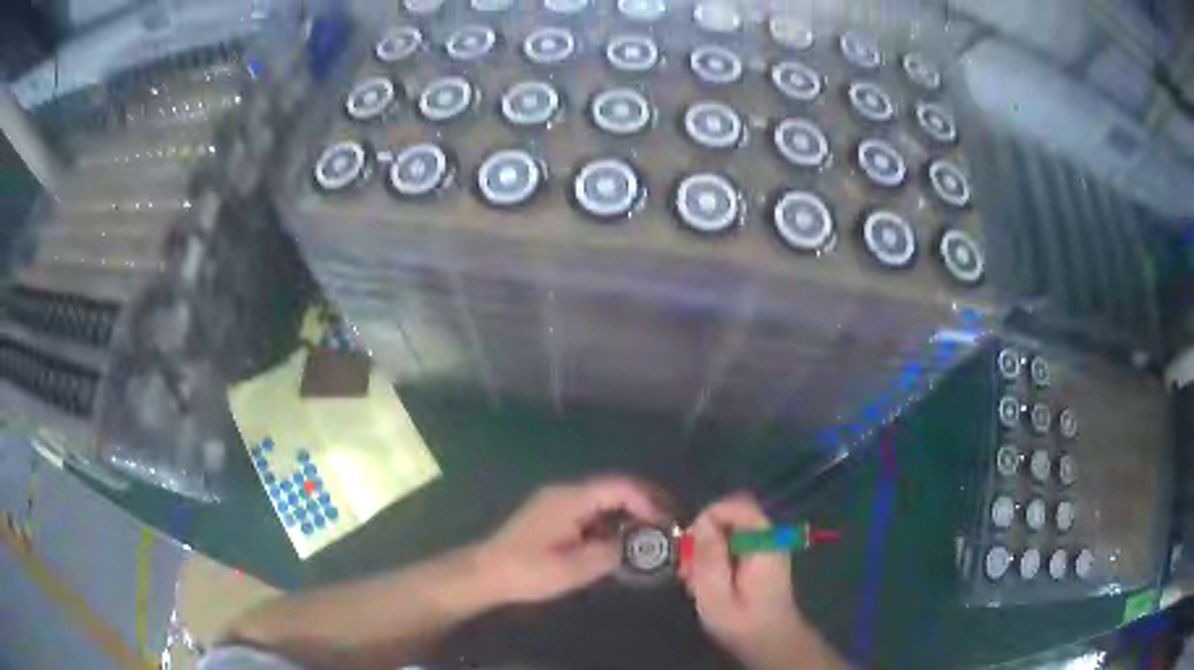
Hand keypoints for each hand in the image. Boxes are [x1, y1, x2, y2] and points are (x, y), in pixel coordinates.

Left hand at [476, 475, 665, 604]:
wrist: (486, 573)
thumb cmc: (527, 571)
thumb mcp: (572, 568)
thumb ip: (610, 553)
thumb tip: (640, 545)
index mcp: (571, 499)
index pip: (619, 486)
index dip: (648, 501)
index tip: (668, 523)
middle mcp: (567, 493)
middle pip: (615, 488)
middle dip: (645, 504)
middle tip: (669, 526)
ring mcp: (559, 503)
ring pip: (605, 500)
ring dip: (630, 514)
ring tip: (651, 537)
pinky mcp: (555, 516)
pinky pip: (592, 512)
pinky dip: (613, 523)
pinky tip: (622, 543)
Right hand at [681, 493, 843, 669]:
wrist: (770, 642)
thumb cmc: (742, 623)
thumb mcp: (716, 595)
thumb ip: (709, 557)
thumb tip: (701, 523)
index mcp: (764, 543)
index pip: (736, 505)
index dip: (708, 516)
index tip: (690, 545)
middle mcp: (769, 537)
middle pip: (731, 516)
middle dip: (703, 535)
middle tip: (687, 566)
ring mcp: (766, 547)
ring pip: (729, 530)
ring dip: (706, 549)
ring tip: (691, 579)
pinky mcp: (760, 557)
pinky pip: (733, 543)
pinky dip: (714, 557)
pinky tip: (703, 582)